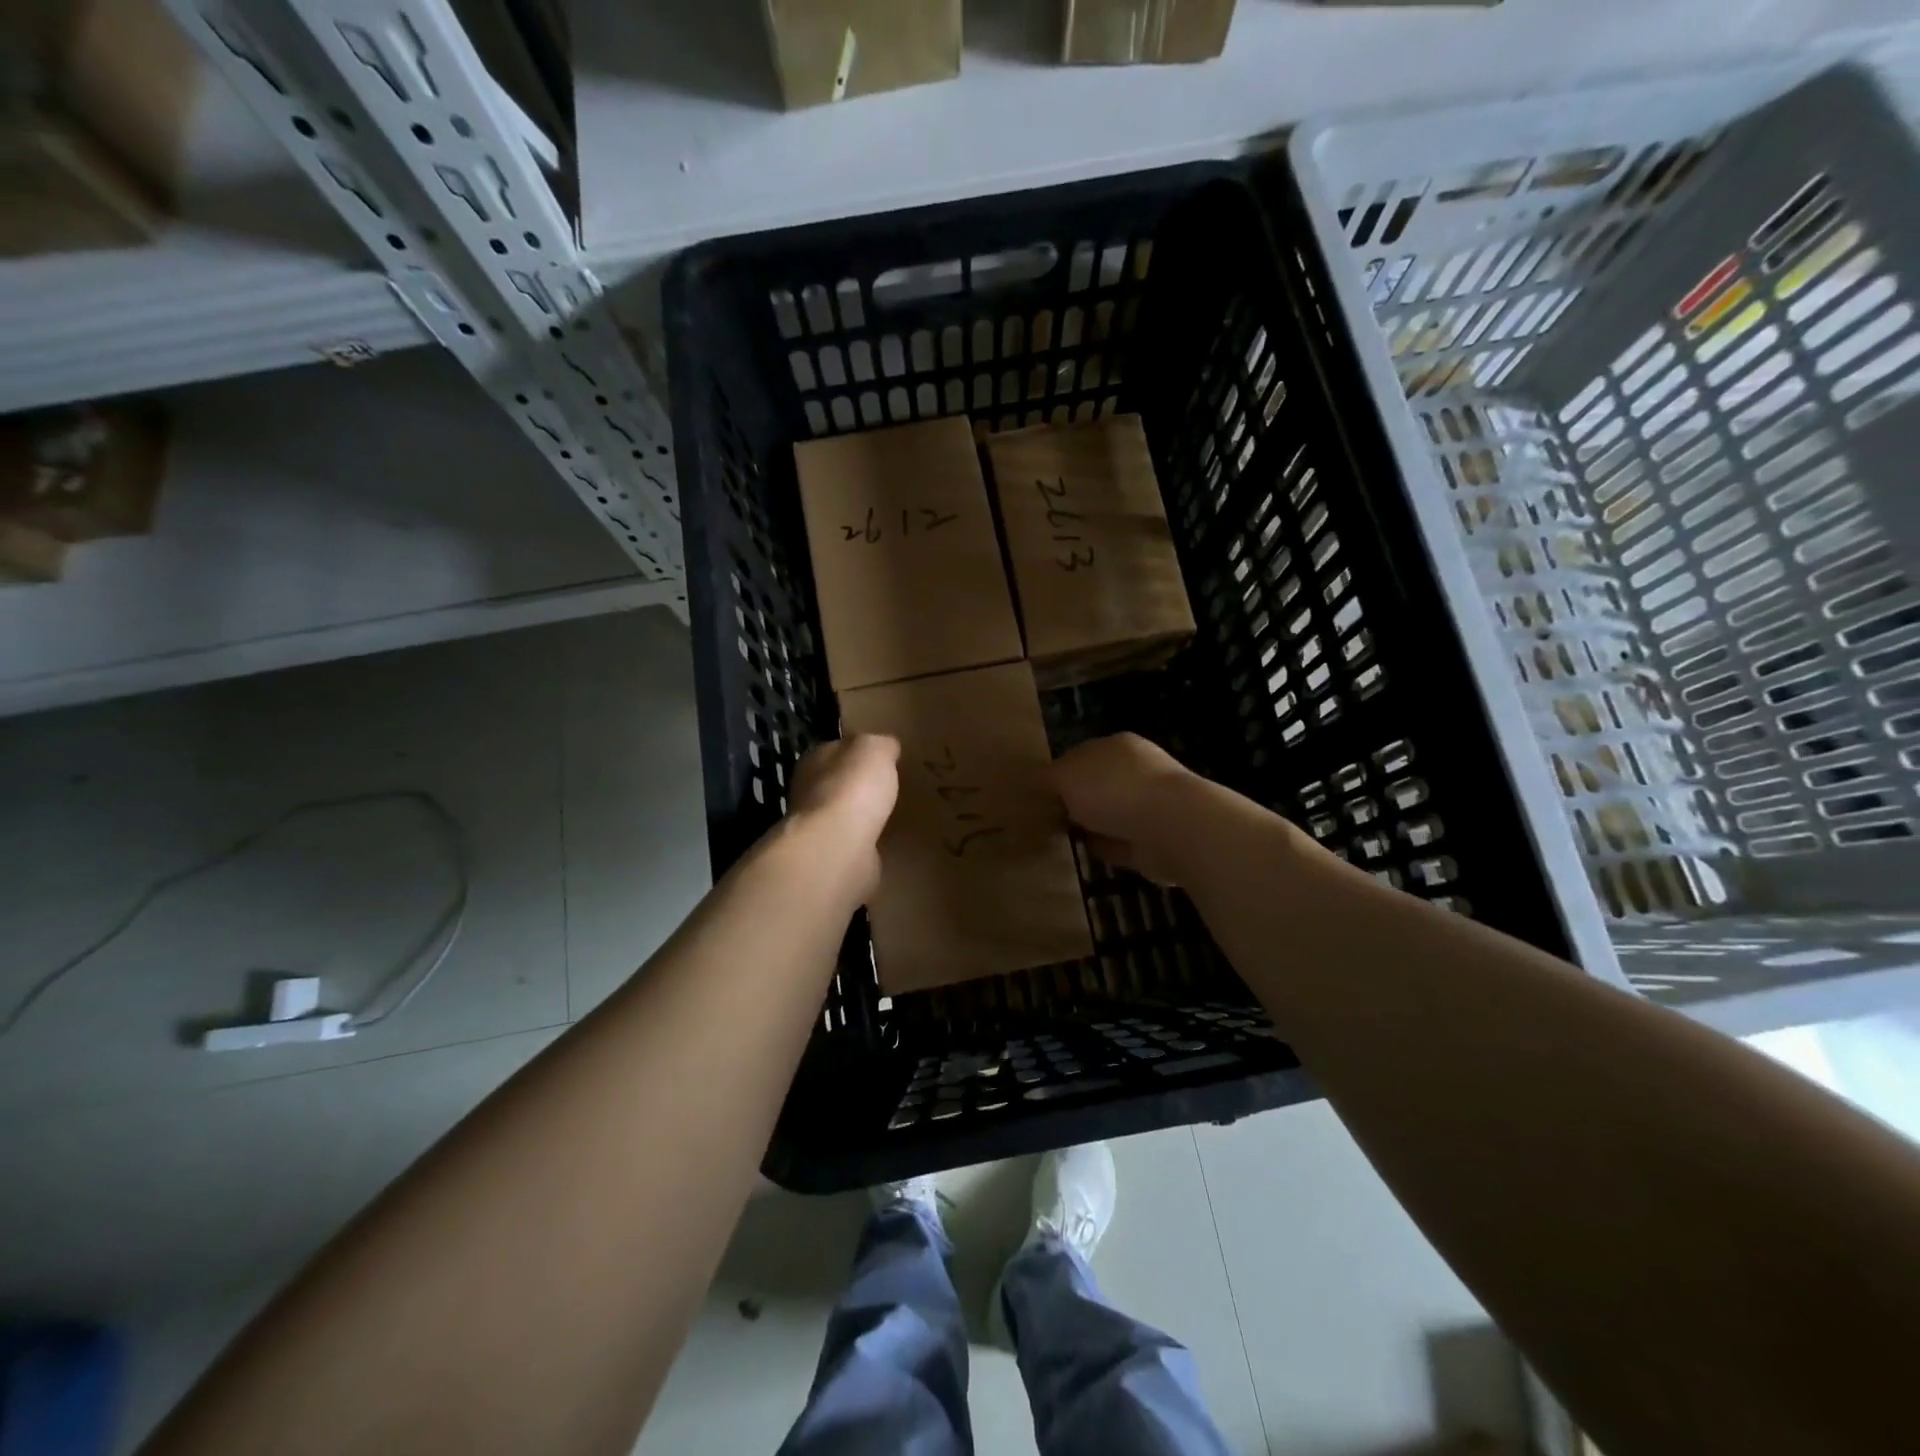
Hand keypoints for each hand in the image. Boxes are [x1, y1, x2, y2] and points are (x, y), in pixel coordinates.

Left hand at [786, 734, 900, 897]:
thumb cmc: (853, 787)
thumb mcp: (875, 748)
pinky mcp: (831, 856)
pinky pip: (854, 843)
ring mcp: (818, 828)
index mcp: (815, 760)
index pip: (837, 749)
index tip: (882, 758)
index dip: (858, 751)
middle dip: (859, 786)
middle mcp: (809, 792)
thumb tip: (888, 746)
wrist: (838, 846)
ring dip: (862, 816)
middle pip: (838, 783)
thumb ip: (881, 744)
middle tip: (889, 788)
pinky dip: (866, 842)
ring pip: (844, 815)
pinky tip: (885, 841)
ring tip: (890, 815)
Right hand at [1052, 733, 1194, 884]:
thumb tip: (1044, 784)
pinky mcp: (1154, 841)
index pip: (1081, 756)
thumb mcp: (1065, 775)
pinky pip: (1120, 843)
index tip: (1037, 795)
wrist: (1171, 826)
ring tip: (1061, 838)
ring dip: (1090, 825)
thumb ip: (1050, 778)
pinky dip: (1104, 848)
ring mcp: (1149, 807)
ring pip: (1109, 815)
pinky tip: (1084, 853)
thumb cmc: (1113, 789)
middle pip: (1096, 786)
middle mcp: (1136, 772)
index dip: (1058, 774)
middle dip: (1075, 801)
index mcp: (1117, 746)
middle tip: (1045, 819)